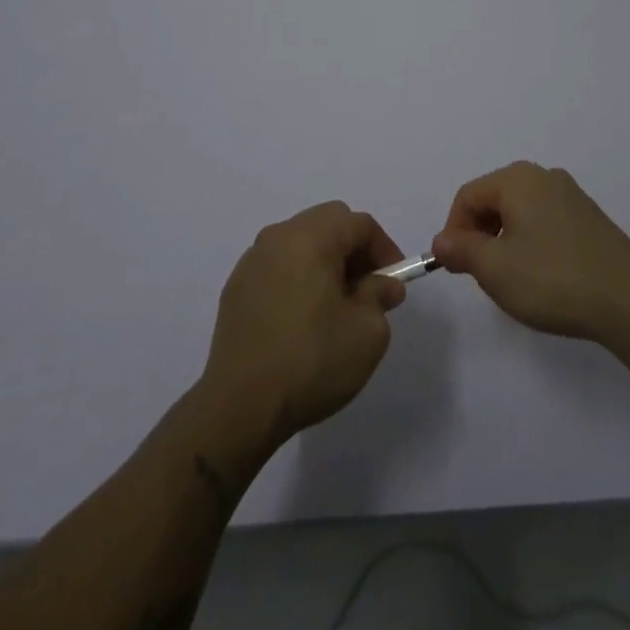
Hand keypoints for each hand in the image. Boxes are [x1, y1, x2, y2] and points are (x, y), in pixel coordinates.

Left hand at [200, 201, 406, 448]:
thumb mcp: (367, 332)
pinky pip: (277, 267)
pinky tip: (301, 320)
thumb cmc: (311, 361)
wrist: (239, 406)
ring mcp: (251, 262)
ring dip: (324, 263)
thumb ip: (380, 297)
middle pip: (327, 224)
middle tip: (367, 289)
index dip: (384, 248)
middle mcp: (277, 237)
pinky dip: (297, 279)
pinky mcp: (235, 289)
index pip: (358, 223)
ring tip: (335, 307)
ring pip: (300, 243)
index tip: (394, 283)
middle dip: (354, 251)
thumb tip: (382, 285)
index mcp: (310, 237)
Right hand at [432, 161, 629, 343]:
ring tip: (511, 279)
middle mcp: (544, 177)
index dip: (453, 231)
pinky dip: (532, 243)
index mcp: (517, 179)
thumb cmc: (553, 279)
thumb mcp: (495, 269)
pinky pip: (545, 222)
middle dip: (479, 235)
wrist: (629, 301)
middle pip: (494, 199)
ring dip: (505, 241)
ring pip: (520, 212)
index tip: (455, 268)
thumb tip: (442, 241)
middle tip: (480, 275)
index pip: (468, 196)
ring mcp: (571, 196)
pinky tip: (542, 276)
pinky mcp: (590, 218)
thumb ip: (462, 250)